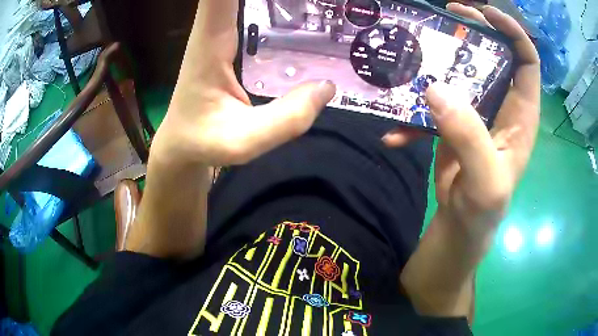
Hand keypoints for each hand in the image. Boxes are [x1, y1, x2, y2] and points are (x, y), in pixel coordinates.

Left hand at [151, 0, 335, 167]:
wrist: (181, 143)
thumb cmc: (202, 141)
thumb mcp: (242, 142)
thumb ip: (284, 121)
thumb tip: (327, 86)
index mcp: (211, 41)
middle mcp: (216, 27)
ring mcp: (225, 31)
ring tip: (319, 3)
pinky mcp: (233, 39)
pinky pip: (255, 10)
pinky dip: (278, 4)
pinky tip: (304, 11)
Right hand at [430, 4, 540, 237]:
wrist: (462, 224)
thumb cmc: (484, 208)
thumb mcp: (485, 181)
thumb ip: (468, 137)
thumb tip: (435, 90)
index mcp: (521, 112)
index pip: (527, 60)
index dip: (512, 32)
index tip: (486, 13)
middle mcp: (502, 103)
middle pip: (494, 53)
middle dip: (473, 29)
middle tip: (447, 14)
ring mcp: (477, 110)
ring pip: (462, 71)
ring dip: (440, 59)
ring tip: (416, 51)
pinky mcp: (453, 121)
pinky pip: (434, 105)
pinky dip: (412, 115)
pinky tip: (395, 134)